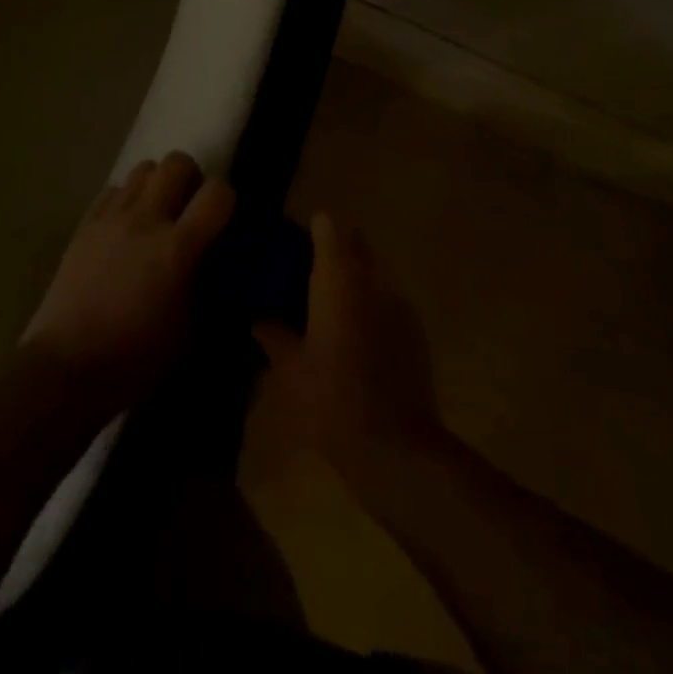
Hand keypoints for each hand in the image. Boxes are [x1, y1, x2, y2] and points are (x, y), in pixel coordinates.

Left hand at [25, 151, 232, 409]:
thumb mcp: (189, 328)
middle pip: (177, 162)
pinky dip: (127, 198)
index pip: (218, 192)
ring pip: (143, 168)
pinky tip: (126, 227)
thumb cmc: (135, 359)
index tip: (224, 218)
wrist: (66, 369)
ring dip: (158, 184)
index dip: (227, 199)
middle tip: (190, 208)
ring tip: (157, 214)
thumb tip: (213, 262)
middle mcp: (146, 220)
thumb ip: (205, 283)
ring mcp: (111, 218)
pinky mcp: (85, 225)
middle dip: (191, 178)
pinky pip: (113, 190)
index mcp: (178, 248)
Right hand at [252, 213, 443, 485]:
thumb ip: (272, 334)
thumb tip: (257, 316)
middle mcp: (372, 278)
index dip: (311, 228)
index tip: (292, 245)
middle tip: (305, 275)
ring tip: (328, 307)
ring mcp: (399, 301)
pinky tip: (354, 335)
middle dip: (333, 249)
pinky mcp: (415, 327)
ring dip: (353, 276)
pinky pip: (387, 298)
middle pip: (355, 242)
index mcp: (338, 278)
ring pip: (373, 270)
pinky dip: (370, 303)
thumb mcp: (289, 370)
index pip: (329, 225)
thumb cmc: (332, 401)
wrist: (396, 448)